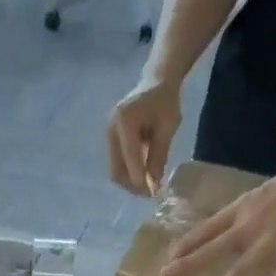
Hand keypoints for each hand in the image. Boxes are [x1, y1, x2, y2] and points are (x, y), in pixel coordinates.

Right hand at [107, 76, 181, 196]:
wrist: (156, 82)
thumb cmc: (165, 102)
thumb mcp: (167, 128)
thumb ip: (158, 157)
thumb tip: (154, 186)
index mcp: (124, 121)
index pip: (130, 159)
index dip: (140, 180)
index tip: (153, 193)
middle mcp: (111, 129)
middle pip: (117, 171)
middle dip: (133, 185)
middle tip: (149, 192)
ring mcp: (108, 136)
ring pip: (115, 172)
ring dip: (130, 182)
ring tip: (146, 184)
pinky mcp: (110, 142)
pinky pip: (117, 166)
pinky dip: (128, 174)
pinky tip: (141, 174)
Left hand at [159, 135, 275, 275]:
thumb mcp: (268, 193)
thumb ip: (250, 215)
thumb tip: (233, 233)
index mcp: (246, 206)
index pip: (208, 227)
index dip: (187, 243)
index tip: (168, 257)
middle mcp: (253, 224)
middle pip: (214, 247)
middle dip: (188, 264)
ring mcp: (272, 240)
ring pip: (239, 270)